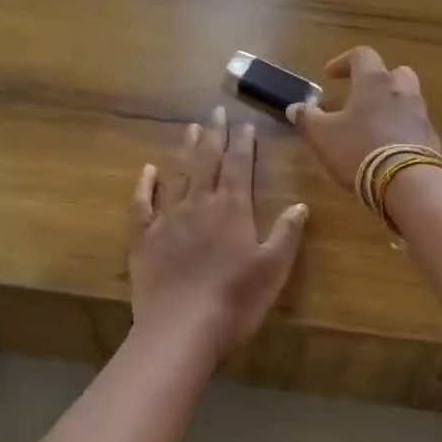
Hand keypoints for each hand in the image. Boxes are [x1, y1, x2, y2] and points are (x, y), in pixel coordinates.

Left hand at [129, 107, 307, 358]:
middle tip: (216, 111)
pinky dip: (144, 184)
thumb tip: (299, 204)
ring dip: (186, 150)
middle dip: (214, 135)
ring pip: (177, 175)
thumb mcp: (273, 269)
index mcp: (232, 209)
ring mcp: (167, 219)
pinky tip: (147, 171)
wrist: (180, 330)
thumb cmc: (234, 301)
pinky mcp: (143, 238)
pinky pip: (142, 203)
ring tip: (191, 129)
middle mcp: (199, 204)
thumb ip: (286, 233)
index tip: (245, 124)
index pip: (239, 166)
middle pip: (207, 161)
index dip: (243, 143)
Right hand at [289, 46, 440, 192]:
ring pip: (408, 99)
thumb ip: (307, 119)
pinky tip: (390, 148)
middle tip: (362, 95)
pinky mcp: (431, 140)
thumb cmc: (358, 149)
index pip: (362, 55)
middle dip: (379, 80)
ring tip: (374, 125)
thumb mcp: (322, 136)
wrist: (407, 183)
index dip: (344, 61)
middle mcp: (402, 91)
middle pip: (396, 73)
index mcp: (374, 82)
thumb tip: (295, 107)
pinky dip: (403, 130)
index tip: (330, 75)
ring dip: (392, 106)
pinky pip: (415, 126)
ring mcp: (421, 115)